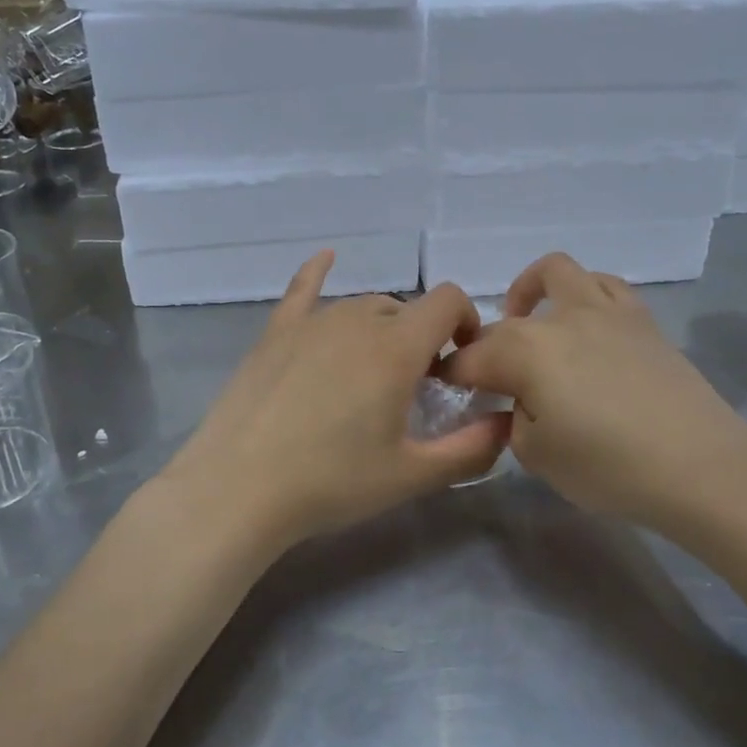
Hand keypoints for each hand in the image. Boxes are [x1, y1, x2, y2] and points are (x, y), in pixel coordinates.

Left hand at [156, 252, 508, 559]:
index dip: (467, 321)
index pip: (448, 300)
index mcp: (396, 347)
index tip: (462, 362)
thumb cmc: (331, 482)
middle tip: (415, 388)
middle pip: (404, 308)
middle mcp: (356, 320)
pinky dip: (318, 272)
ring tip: (374, 370)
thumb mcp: (411, 475)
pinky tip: (326, 258)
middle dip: (422, 337)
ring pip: (362, 306)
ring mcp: (311, 322)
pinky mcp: (275, 333)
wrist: (239, 488)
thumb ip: (471, 450)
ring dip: (381, 327)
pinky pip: (302, 289)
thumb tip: (506, 424)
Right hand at [440, 252, 746, 535]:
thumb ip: (514, 420)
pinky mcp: (642, 319)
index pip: (470, 359)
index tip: (446, 392)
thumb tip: (520, 402)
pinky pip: (604, 286)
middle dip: (486, 348)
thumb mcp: (537, 456)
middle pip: (506, 322)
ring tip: (534, 325)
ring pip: (557, 273)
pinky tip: (586, 329)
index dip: (452, 377)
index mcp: (524, 350)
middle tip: (492, 382)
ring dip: (533, 292)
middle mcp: (559, 318)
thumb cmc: (609, 467)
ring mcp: (604, 311)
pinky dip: (583, 296)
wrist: (702, 467)